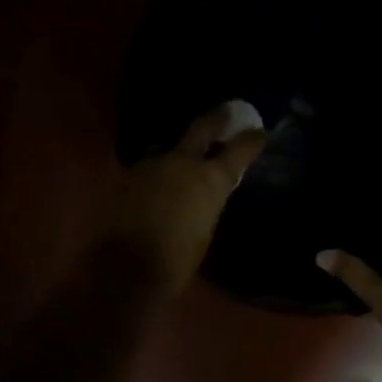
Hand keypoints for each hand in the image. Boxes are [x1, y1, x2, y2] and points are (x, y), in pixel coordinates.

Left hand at [106, 101, 268, 294]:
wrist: (122, 270)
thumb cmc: (176, 260)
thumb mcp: (205, 230)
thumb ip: (208, 203)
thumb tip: (206, 195)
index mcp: (210, 178)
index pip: (239, 150)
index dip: (251, 140)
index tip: (259, 132)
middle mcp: (181, 162)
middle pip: (202, 129)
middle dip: (216, 119)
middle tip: (226, 112)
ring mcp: (150, 166)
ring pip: (171, 151)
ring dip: (181, 154)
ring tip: (188, 160)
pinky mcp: (125, 178)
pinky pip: (150, 170)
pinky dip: (158, 175)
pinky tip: (159, 184)